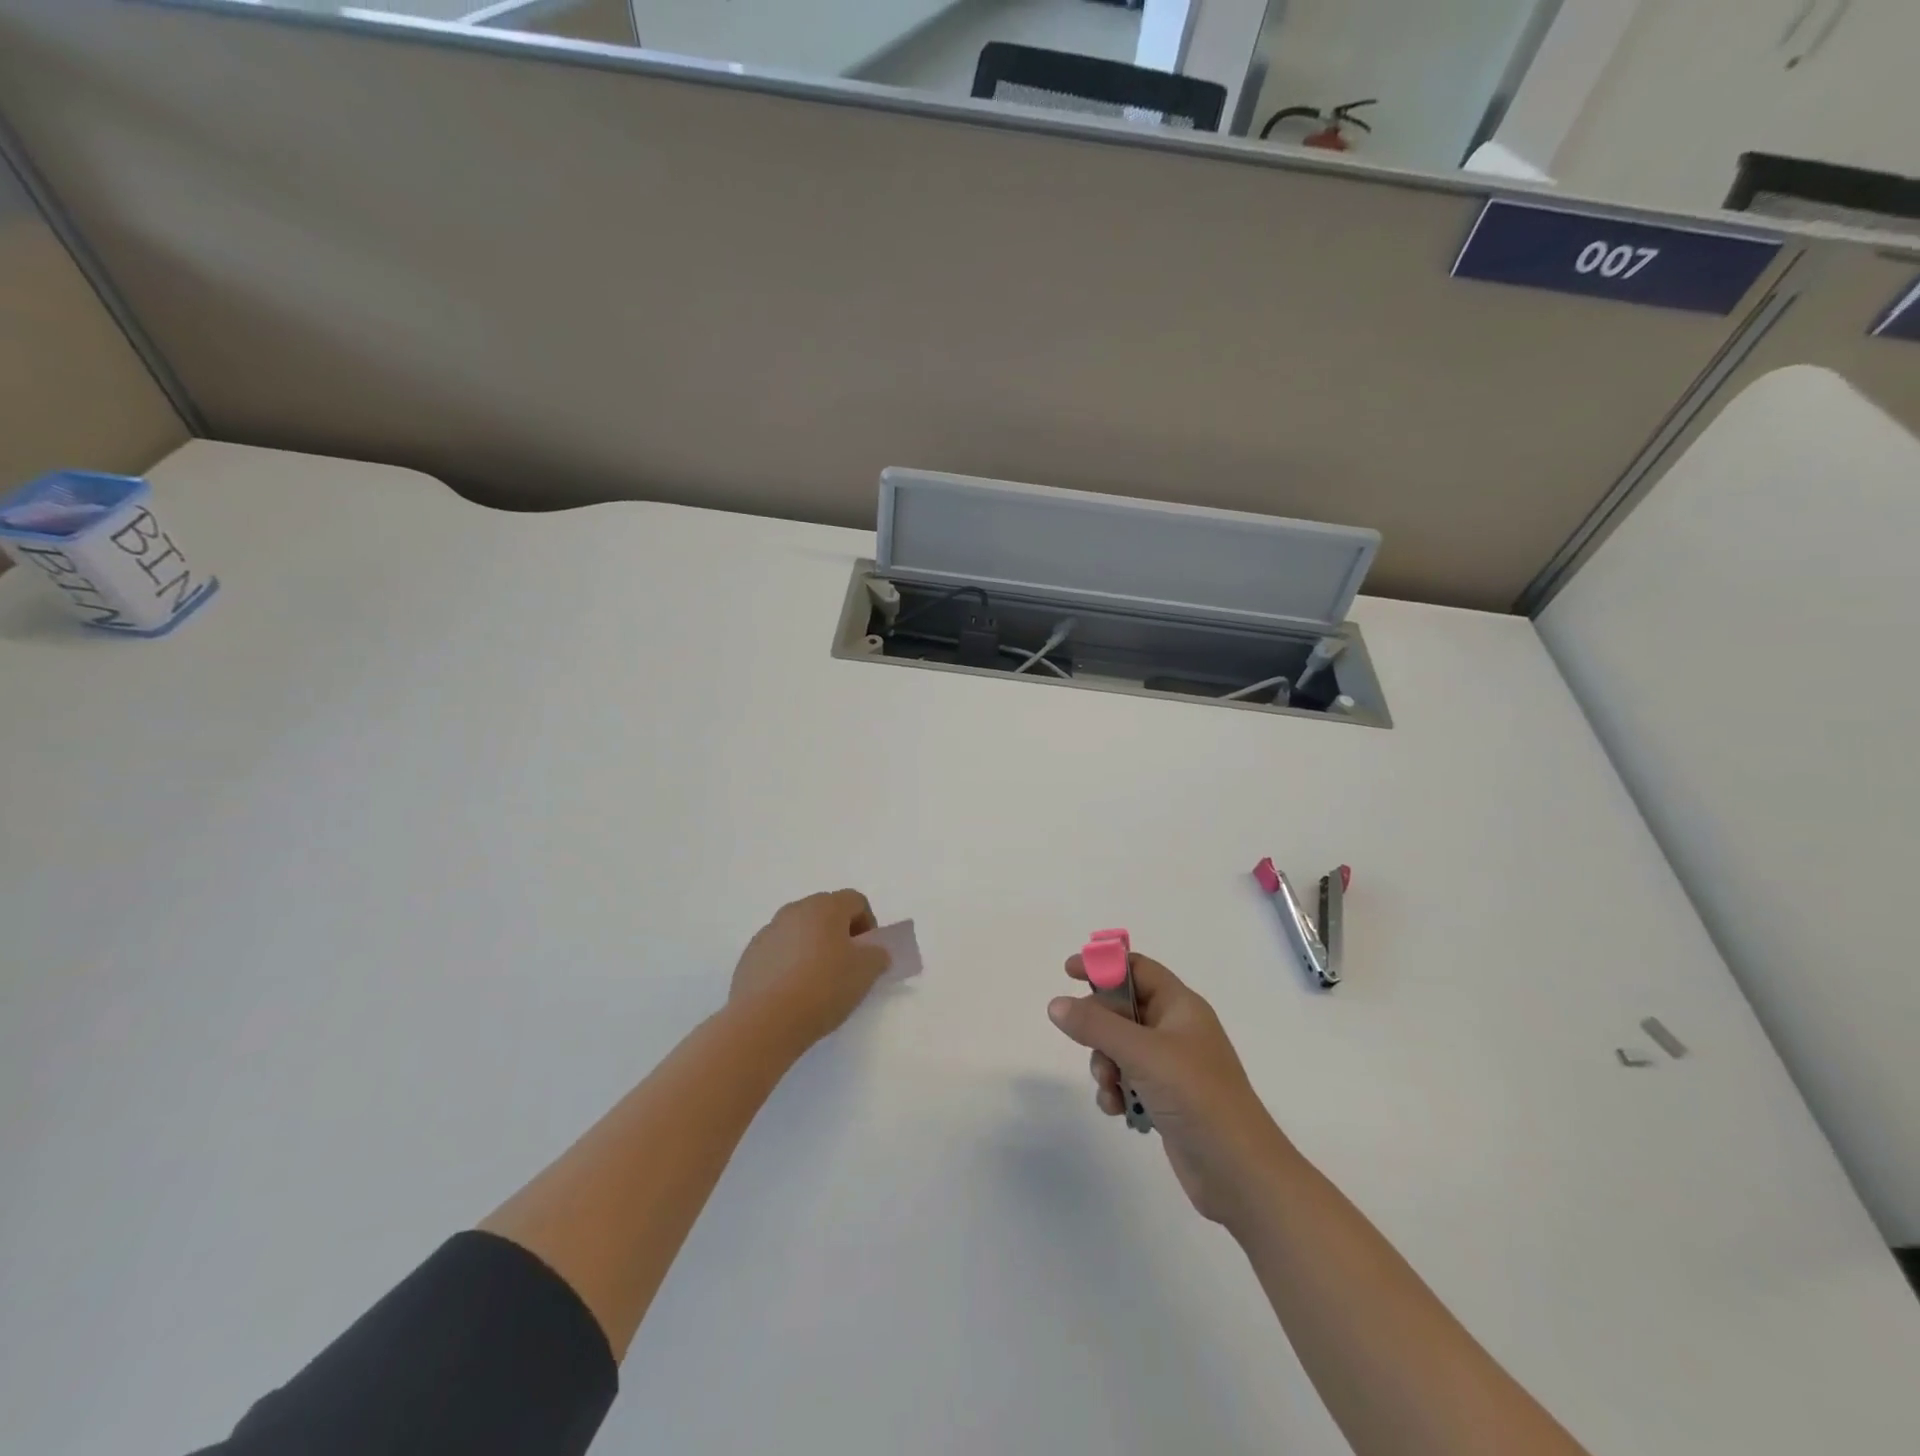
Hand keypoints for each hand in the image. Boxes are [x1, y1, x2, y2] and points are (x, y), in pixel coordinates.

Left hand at [729, 890, 890, 1051]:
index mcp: (825, 907)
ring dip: (813, 948)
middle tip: (846, 966)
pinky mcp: (749, 957)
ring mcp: (768, 932)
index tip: (869, 953)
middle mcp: (794, 911)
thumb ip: (877, 956)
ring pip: (800, 931)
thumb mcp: (865, 973)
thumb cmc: (822, 988)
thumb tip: (874, 952)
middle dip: (840, 934)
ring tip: (817, 982)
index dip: (868, 924)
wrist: (764, 1021)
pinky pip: (779, 952)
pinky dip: (789, 964)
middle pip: (825, 912)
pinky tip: (792, 993)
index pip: (855, 901)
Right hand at [1049, 952, 1292, 1228]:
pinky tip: (1117, 1110)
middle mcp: (1176, 1030)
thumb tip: (1056, 1003)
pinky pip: (1128, 1080)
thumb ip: (1096, 1025)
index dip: (1104, 966)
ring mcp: (1172, 1066)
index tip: (1069, 972)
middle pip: (1122, 1009)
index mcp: (1180, 1006)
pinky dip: (1116, 1090)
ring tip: (1110, 1087)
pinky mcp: (1166, 1098)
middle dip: (1099, 1028)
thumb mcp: (1142, 1053)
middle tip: (1089, 1044)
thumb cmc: (1196, 1095)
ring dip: (1105, 1065)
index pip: (1137, 969)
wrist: (1239, 1171)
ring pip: (1120, 1048)